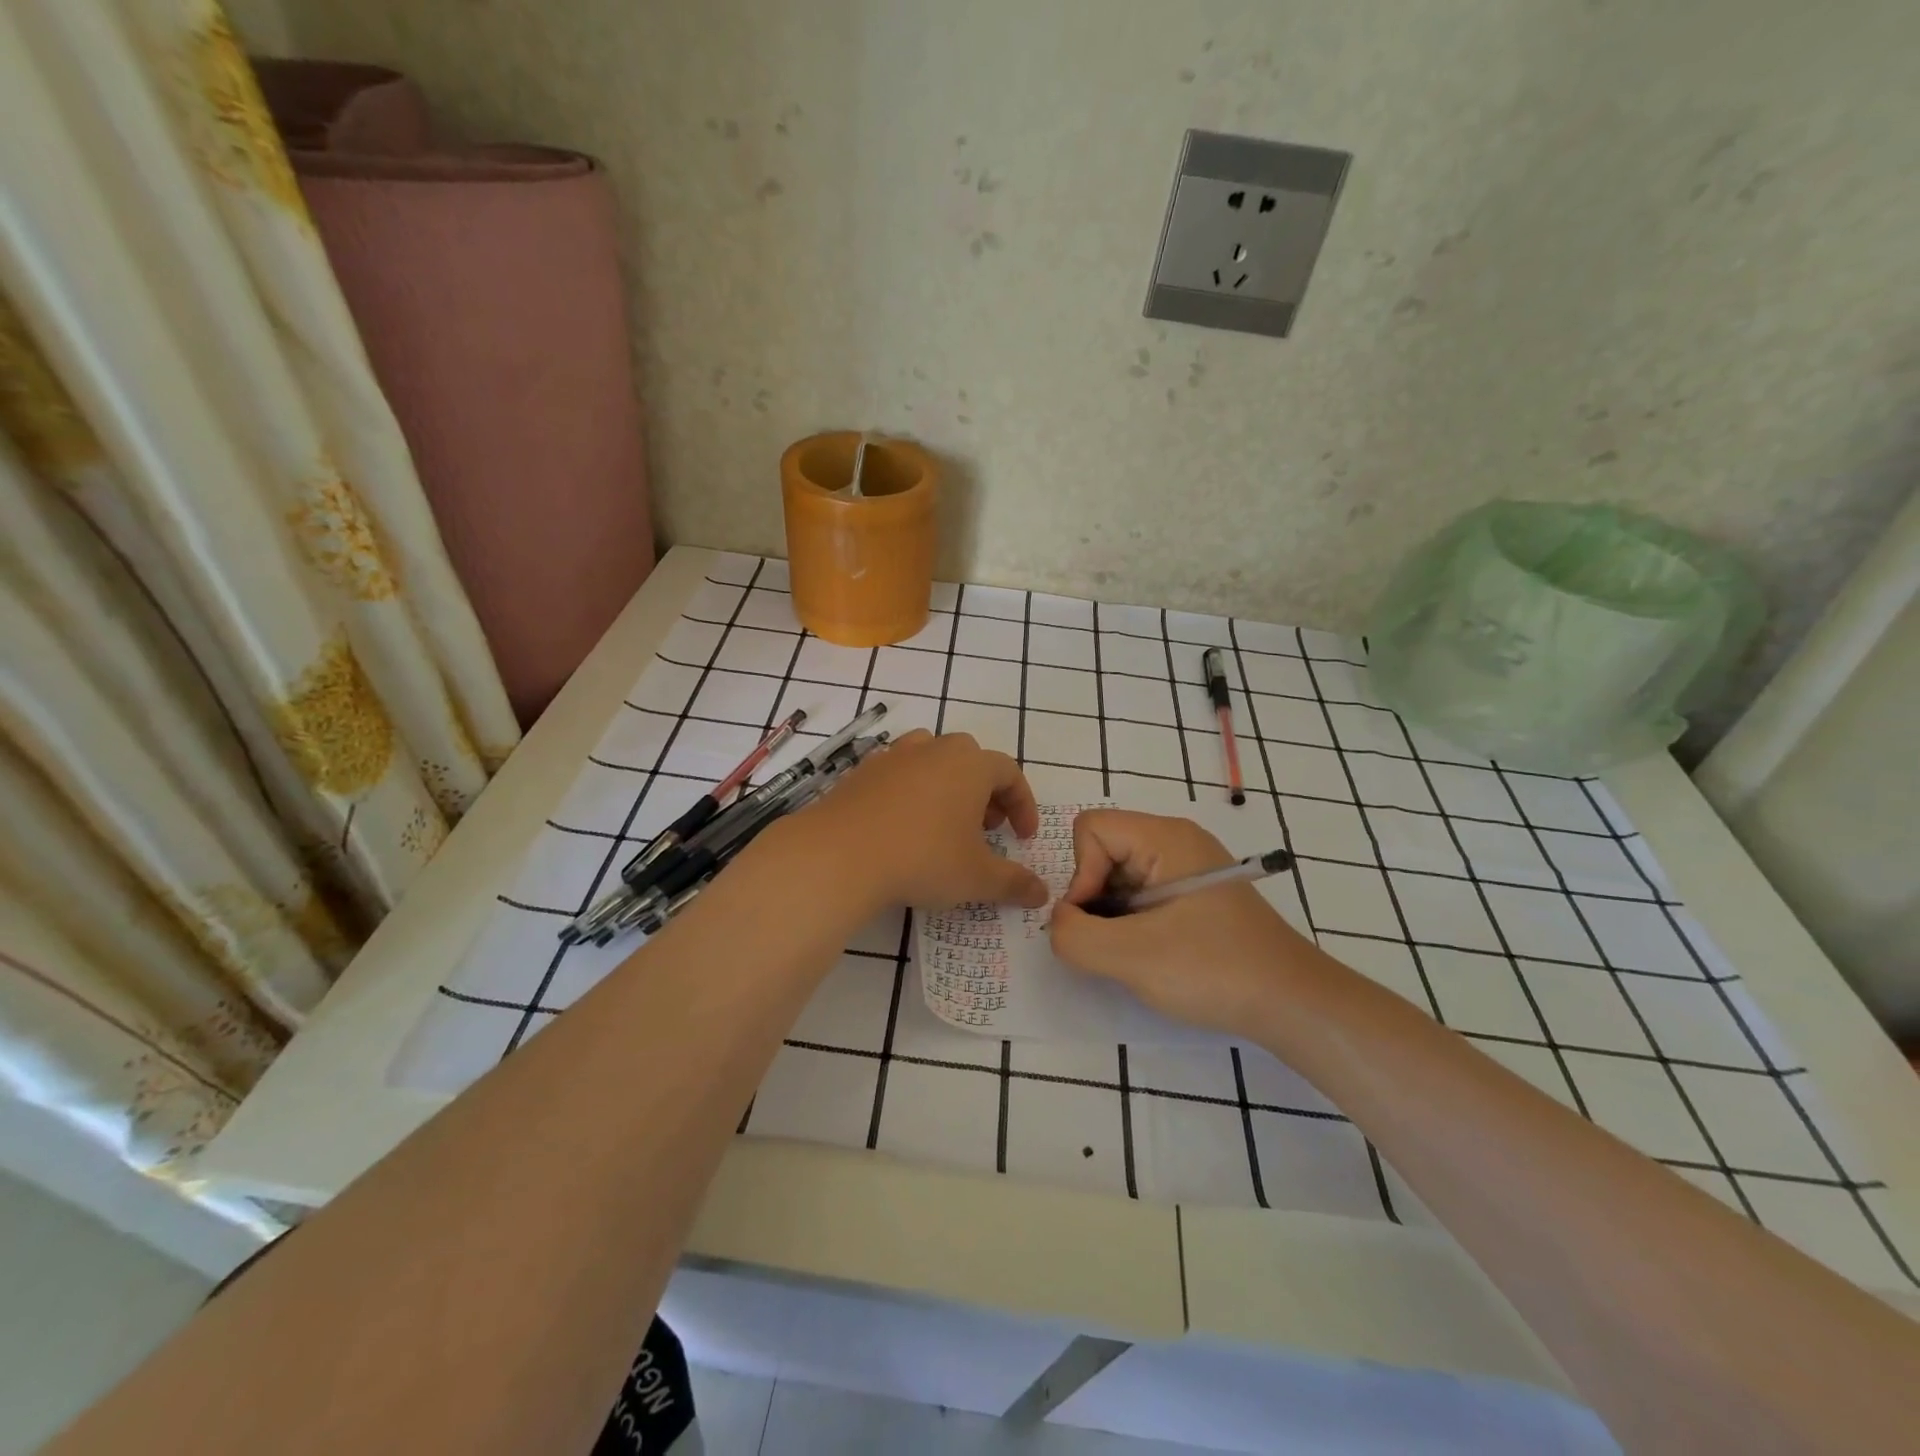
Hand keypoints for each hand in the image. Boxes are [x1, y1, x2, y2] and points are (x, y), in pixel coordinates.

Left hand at [790, 730, 1048, 912]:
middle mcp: (934, 750)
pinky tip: (904, 826)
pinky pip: (897, 773)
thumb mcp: (976, 878)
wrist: (839, 854)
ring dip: (946, 784)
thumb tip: (1041, 893)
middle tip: (985, 827)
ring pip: (931, 758)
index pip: (1009, 773)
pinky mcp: (861, 772)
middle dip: (985, 791)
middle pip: (970, 759)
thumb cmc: (922, 858)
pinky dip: (910, 792)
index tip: (1022, 836)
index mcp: (970, 765)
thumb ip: (1013, 883)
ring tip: (944, 821)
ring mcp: (893, 756)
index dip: (1022, 804)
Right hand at [1049, 809, 1319, 1038]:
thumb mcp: (1132, 957)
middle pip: (1103, 851)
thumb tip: (1059, 923)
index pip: (1091, 829)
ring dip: (1111, 916)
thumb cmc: (1215, 970)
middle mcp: (1176, 842)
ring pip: (1119, 877)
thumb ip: (1075, 936)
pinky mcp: (1195, 898)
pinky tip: (1150, 956)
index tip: (1096, 921)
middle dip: (1094, 898)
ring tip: (1133, 954)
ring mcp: (1188, 870)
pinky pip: (1141, 896)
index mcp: (1166, 837)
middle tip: (1113, 944)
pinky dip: (1131, 924)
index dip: (1081, 874)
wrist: (1295, 1005)